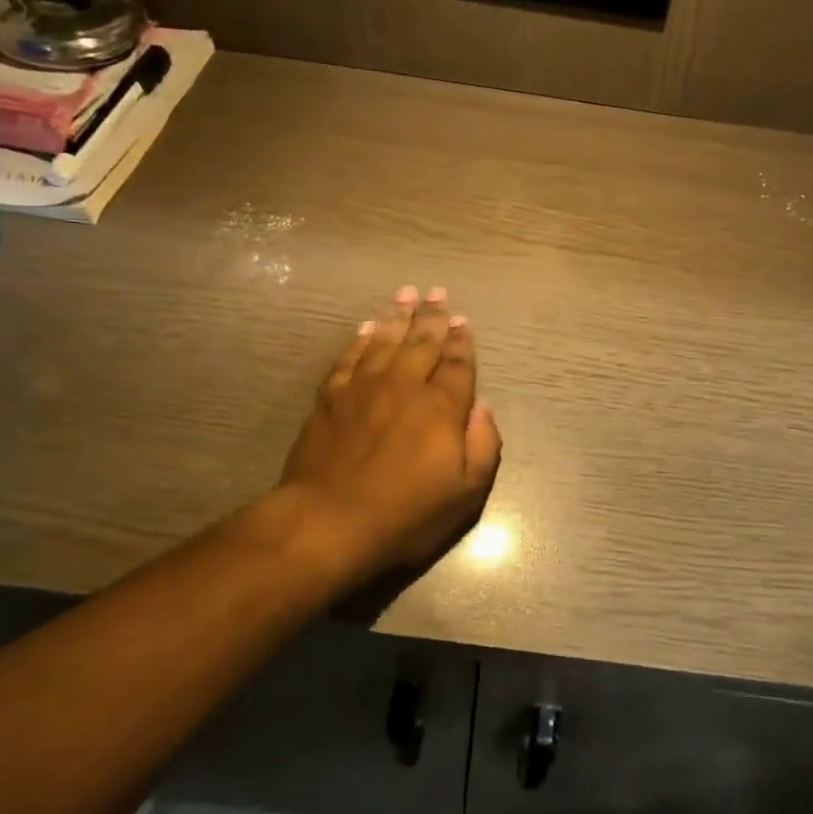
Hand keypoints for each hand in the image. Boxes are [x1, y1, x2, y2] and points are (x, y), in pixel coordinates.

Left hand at [275, 286, 501, 579]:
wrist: (329, 521)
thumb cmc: (405, 513)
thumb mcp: (465, 493)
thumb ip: (483, 445)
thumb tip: (483, 407)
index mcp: (441, 407)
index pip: (458, 364)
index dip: (462, 341)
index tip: (462, 321)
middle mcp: (406, 386)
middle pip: (422, 342)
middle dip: (432, 316)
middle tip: (437, 292)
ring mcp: (365, 387)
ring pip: (386, 340)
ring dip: (398, 316)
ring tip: (406, 294)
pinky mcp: (332, 397)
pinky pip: (350, 357)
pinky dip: (360, 339)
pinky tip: (367, 327)